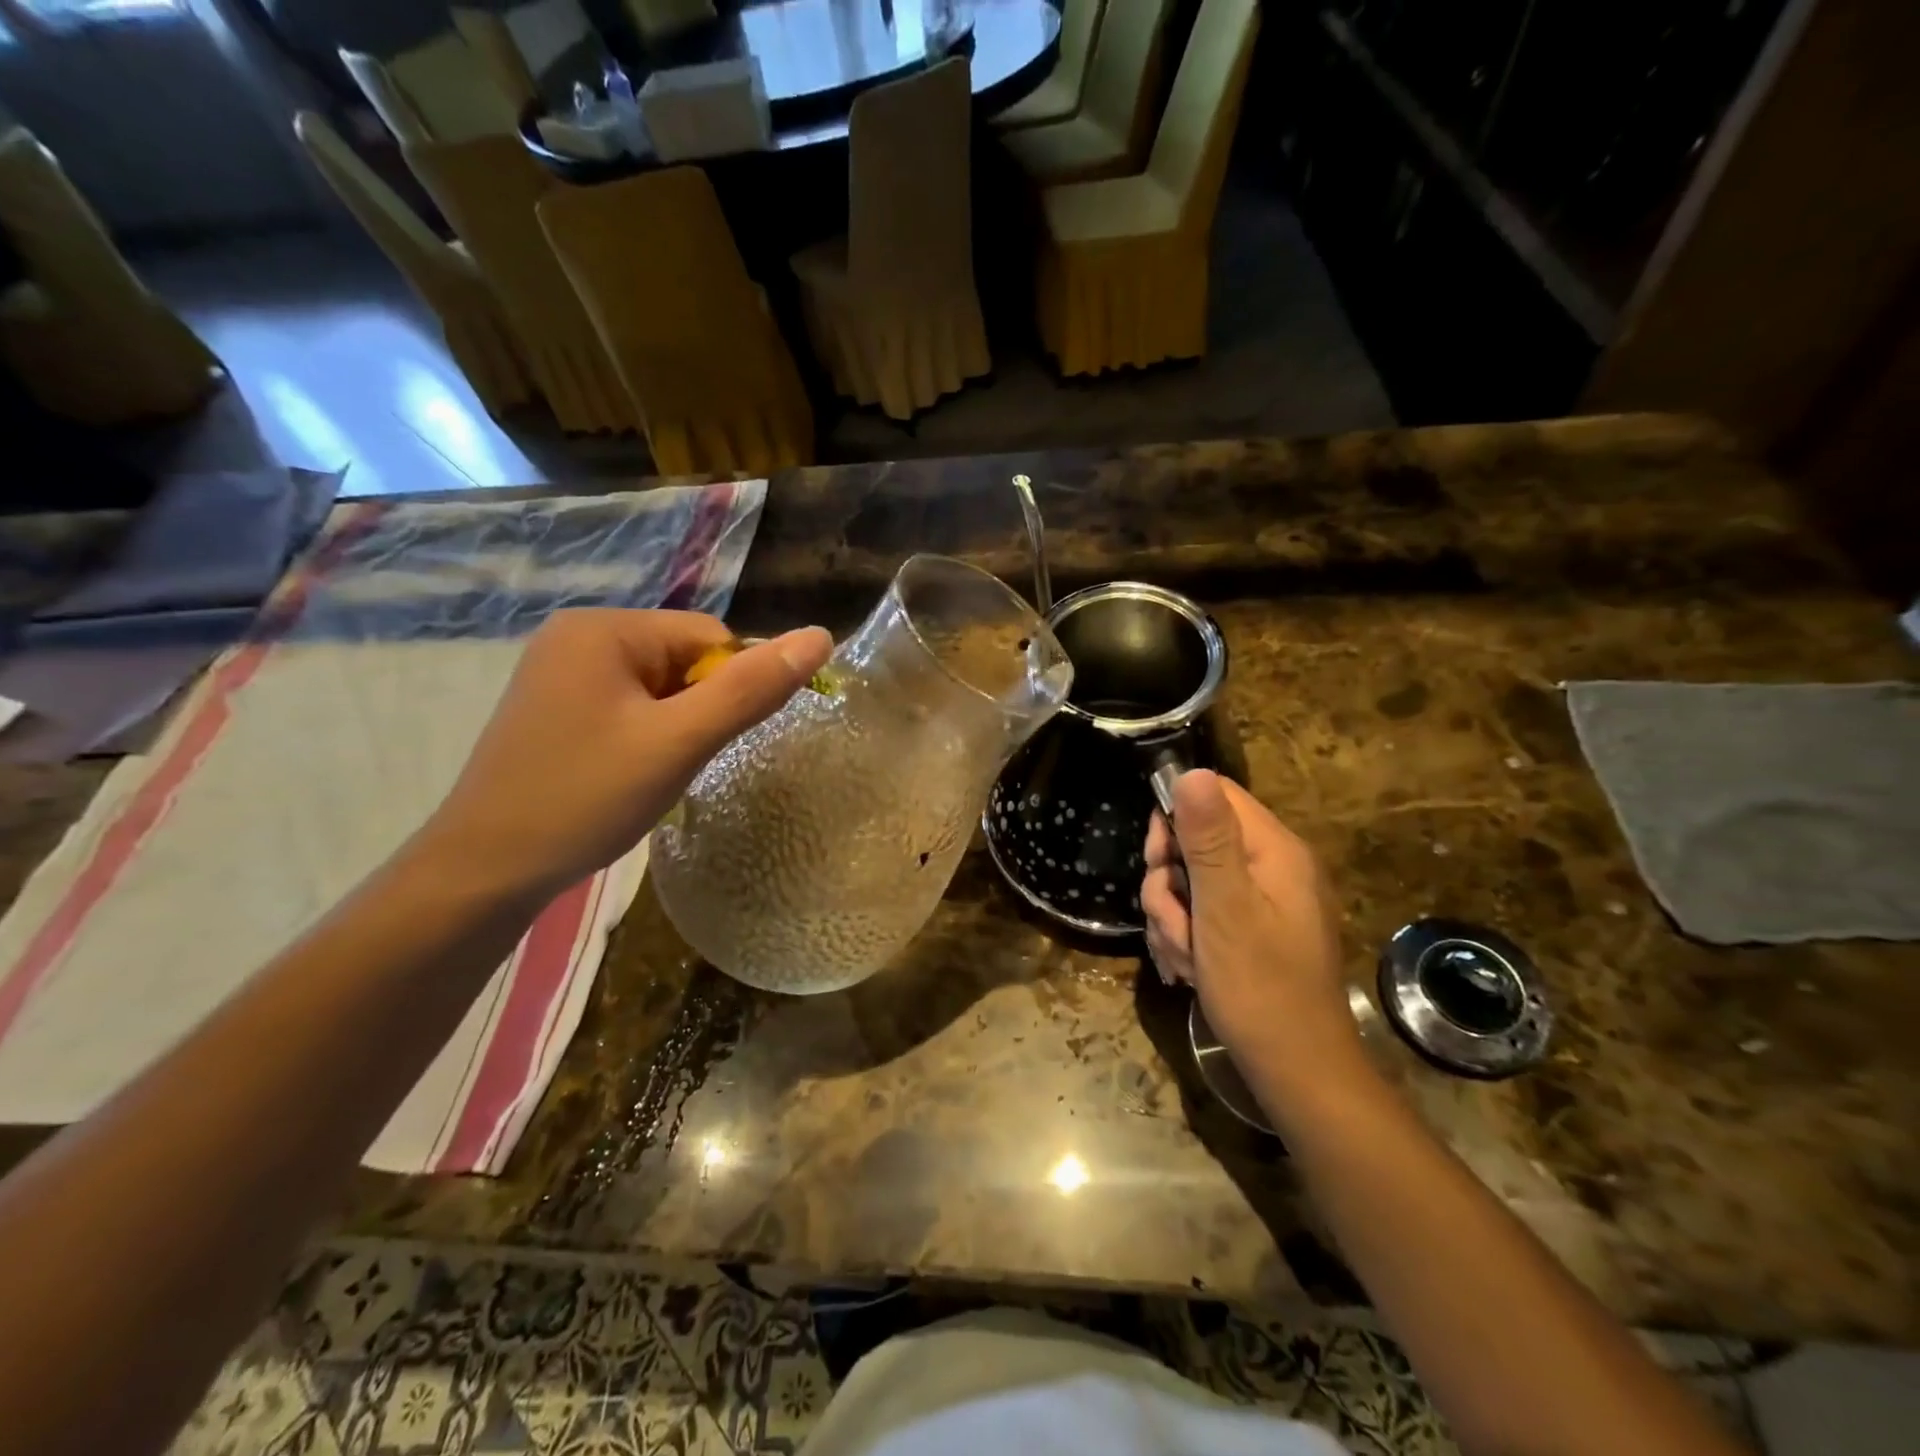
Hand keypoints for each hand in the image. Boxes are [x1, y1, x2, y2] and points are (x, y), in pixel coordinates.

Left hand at [416, 609, 831, 903]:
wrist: (485, 870)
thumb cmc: (586, 798)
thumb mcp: (679, 742)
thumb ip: (751, 689)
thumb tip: (820, 637)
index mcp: (605, 628)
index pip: (709, 637)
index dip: (727, 690)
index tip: (706, 743)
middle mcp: (578, 636)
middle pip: (683, 660)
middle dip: (696, 712)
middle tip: (674, 764)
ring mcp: (561, 672)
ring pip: (660, 688)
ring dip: (673, 728)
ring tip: (647, 775)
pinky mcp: (556, 707)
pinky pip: (629, 706)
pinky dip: (646, 737)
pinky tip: (626, 775)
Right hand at [1140, 770, 1363, 1097]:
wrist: (1295, 1072)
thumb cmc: (1260, 987)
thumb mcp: (1225, 908)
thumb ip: (1207, 839)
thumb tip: (1190, 771)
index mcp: (1274, 850)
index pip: (1214, 795)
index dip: (1174, 819)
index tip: (1158, 861)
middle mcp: (1271, 866)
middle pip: (1194, 839)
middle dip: (1169, 882)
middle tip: (1172, 919)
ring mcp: (1261, 900)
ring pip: (1190, 881)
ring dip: (1172, 917)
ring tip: (1184, 957)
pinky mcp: (1250, 929)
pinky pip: (1200, 912)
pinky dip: (1185, 936)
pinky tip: (1188, 969)